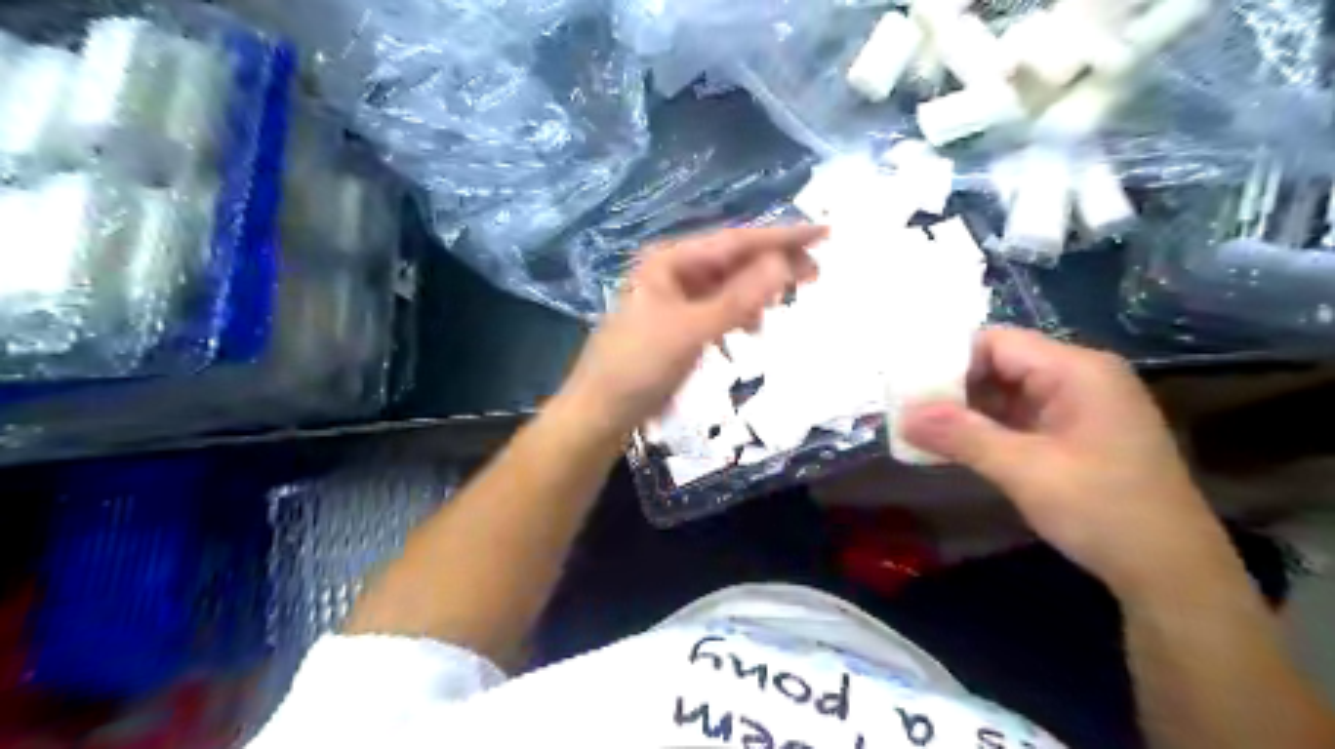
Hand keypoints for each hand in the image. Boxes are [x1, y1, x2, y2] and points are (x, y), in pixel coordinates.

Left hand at [556, 227, 824, 442]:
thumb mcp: (691, 331)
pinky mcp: (679, 325)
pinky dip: (740, 314)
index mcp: (671, 261)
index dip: (781, 237)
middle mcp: (674, 272)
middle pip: (734, 260)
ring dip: (759, 290)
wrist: (600, 411)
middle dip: (774, 264)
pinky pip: (719, 309)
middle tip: (817, 274)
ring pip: (729, 285)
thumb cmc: (639, 366)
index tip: (823, 234)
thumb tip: (783, 262)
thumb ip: (738, 298)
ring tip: (788, 301)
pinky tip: (753, 327)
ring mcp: (676, 299)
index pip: (736, 242)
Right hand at [907, 328, 1229, 601]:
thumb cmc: (1103, 510)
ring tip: (918, 427)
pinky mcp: (1074, 434)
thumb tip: (903, 417)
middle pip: (999, 364)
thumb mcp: (1024, 470)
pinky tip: (953, 445)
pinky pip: (1019, 418)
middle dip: (952, 387)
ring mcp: (1078, 407)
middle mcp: (1078, 378)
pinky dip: (985, 429)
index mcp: (1076, 370)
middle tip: (906, 409)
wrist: (1172, 574)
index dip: (949, 360)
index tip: (908, 386)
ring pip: (1005, 393)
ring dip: (965, 411)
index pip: (996, 342)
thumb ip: (961, 436)